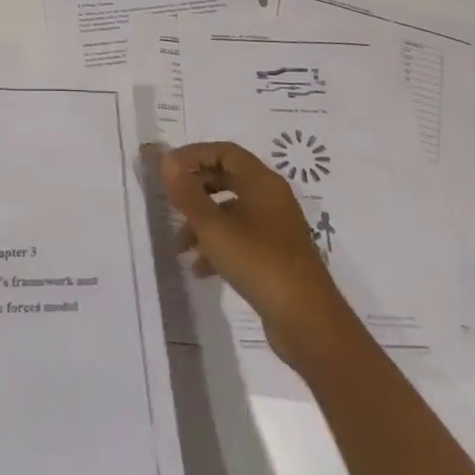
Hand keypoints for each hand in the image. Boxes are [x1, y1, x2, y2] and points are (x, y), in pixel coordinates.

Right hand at [162, 141, 353, 376]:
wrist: (308, 322)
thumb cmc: (259, 262)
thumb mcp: (214, 227)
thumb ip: (187, 193)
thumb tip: (165, 160)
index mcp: (262, 182)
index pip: (224, 151)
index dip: (194, 155)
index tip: (168, 170)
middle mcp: (271, 198)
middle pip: (227, 178)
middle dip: (196, 189)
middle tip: (171, 202)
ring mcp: (275, 228)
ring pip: (231, 212)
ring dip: (203, 223)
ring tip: (179, 246)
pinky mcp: (276, 256)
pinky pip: (241, 238)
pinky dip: (219, 246)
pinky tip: (200, 269)